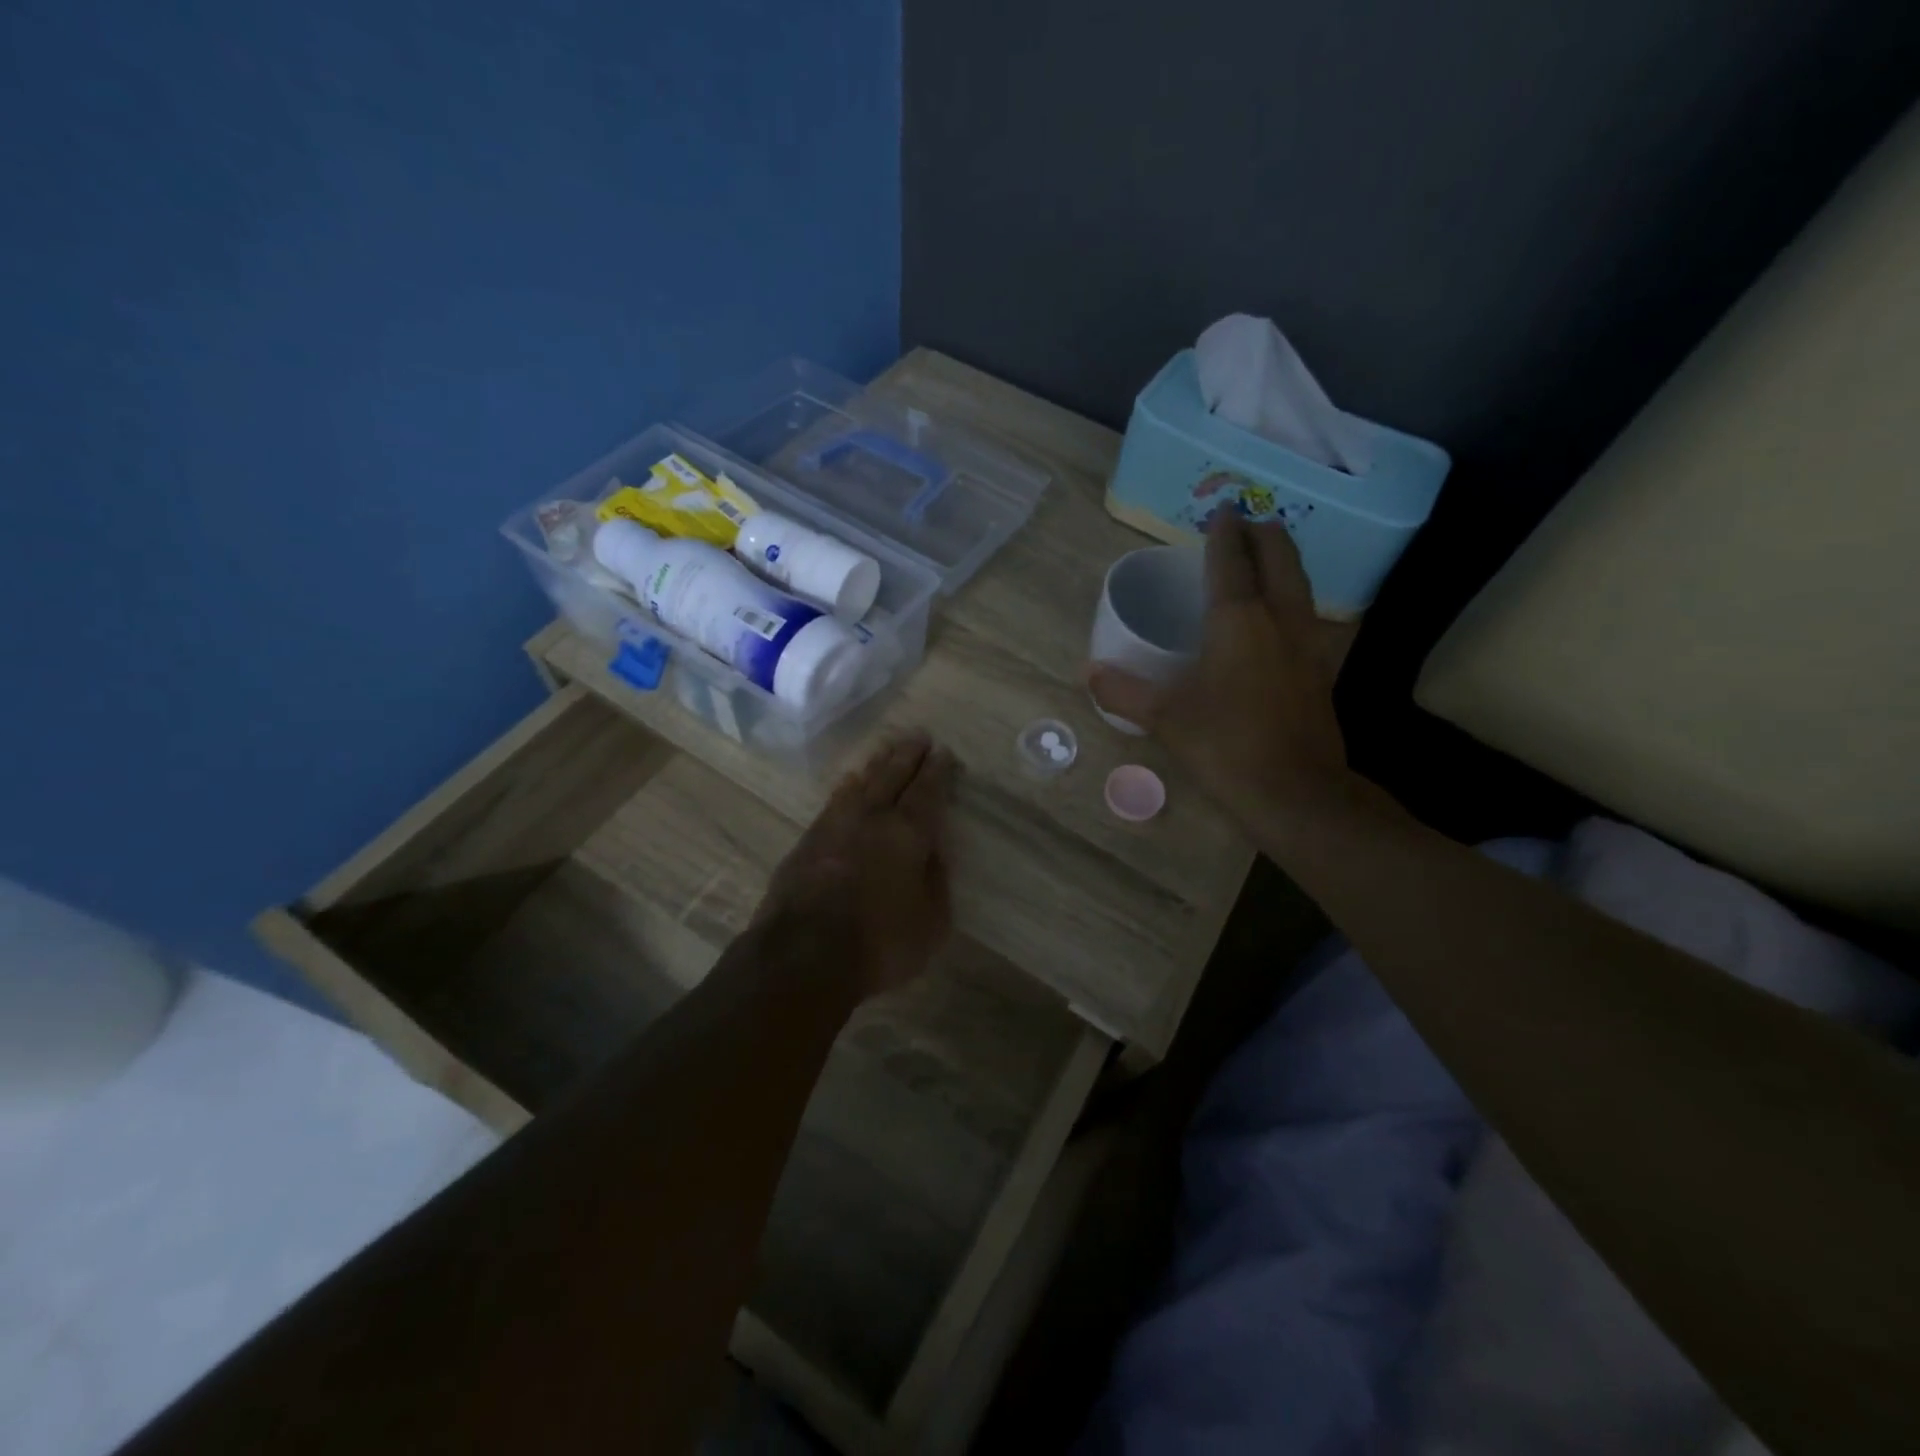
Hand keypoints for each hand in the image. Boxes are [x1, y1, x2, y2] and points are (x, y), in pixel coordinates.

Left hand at [755, 731, 959, 999]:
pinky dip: (847, 787)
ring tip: (886, 750)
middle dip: (908, 755)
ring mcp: (833, 826)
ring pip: (860, 782)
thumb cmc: (880, 944)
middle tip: (919, 736)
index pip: (927, 792)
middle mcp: (870, 818)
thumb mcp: (931, 923)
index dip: (938, 771)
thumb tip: (932, 852)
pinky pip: (833, 801)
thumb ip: (935, 881)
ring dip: (876, 764)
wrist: (802, 957)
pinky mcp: (806, 841)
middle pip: (892, 776)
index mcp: (907, 833)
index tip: (944, 753)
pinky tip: (848, 784)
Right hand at [1088, 515, 1349, 822]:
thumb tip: (1090, 673)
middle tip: (1249, 522)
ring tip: (1266, 557)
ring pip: (1300, 585)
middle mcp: (1280, 620)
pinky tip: (1279, 617)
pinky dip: (1291, 598)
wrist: (1296, 792)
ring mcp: (1307, 644)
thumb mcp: (1165, 718)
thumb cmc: (1226, 745)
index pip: (1232, 561)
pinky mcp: (1319, 671)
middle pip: (1280, 559)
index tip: (1222, 511)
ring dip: (1284, 562)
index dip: (1225, 533)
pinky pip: (1306, 616)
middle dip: (1265, 535)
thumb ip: (1124, 692)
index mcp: (1239, 620)